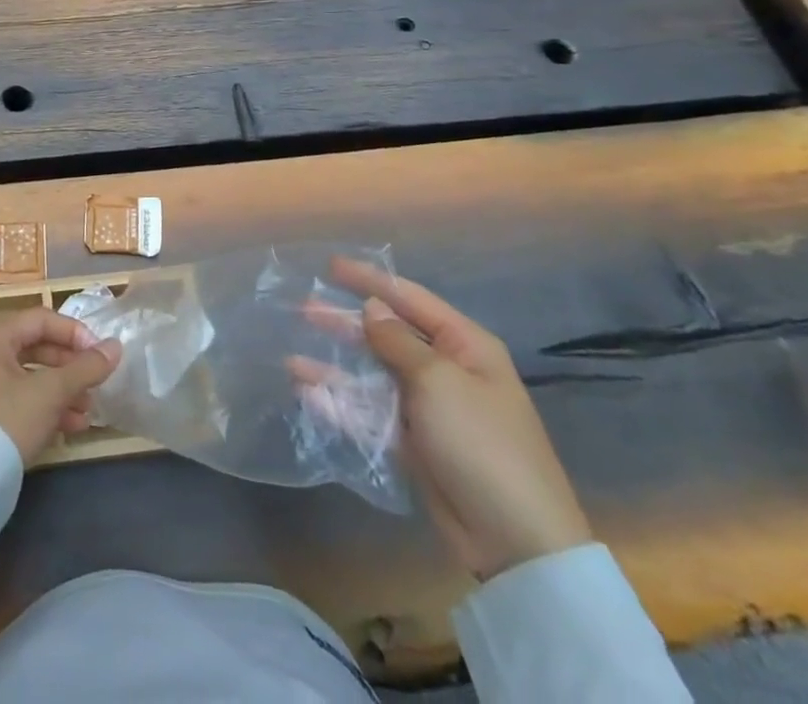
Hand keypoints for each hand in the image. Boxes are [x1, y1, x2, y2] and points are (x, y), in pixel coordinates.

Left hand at [0, 308, 122, 464]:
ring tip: (89, 408)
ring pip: (32, 376)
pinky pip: (23, 398)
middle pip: (37, 346)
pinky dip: (48, 407)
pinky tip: (74, 426)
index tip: (99, 353)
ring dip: (64, 389)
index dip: (74, 333)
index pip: (41, 319)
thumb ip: (85, 368)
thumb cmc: (8, 420)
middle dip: (70, 366)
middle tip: (96, 380)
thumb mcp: (51, 392)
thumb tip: (116, 346)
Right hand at [303, 259, 591, 580]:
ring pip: (371, 376)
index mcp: (463, 346)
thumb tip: (371, 309)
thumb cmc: (481, 442)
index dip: (369, 280)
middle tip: (304, 309)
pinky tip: (309, 396)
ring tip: (293, 361)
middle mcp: (445, 370)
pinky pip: (369, 414)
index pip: (409, 298)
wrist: (515, 541)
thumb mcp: (438, 381)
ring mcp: (427, 408)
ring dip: (335, 368)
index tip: (330, 266)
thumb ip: (397, 341)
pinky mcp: (412, 443)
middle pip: (386, 335)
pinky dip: (340, 404)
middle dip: (345, 323)